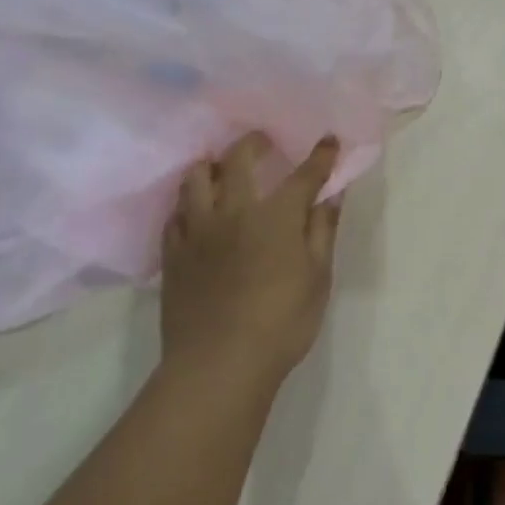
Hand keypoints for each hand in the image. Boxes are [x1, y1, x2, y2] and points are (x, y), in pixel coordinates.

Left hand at [159, 133, 343, 396]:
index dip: (319, 156)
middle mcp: (234, 211)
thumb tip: (331, 195)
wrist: (218, 364)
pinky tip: (195, 209)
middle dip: (254, 143)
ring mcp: (197, 230)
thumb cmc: (282, 322)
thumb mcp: (318, 278)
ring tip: (221, 167)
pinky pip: (175, 214)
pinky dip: (188, 203)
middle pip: (239, 160)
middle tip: (263, 141)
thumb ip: (322, 230)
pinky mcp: (173, 253)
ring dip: (212, 165)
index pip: (303, 175)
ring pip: (196, 178)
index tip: (328, 140)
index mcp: (276, 216)